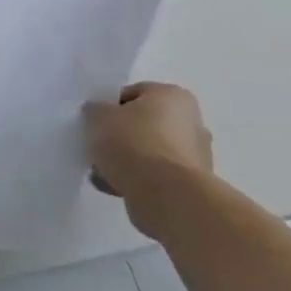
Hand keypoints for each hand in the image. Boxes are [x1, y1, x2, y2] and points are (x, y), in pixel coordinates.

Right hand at [85, 83, 213, 235]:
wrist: (166, 196)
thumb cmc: (133, 143)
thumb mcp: (98, 116)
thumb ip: (95, 110)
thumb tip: (99, 114)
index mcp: (173, 96)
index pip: (132, 94)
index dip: (109, 107)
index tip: (94, 123)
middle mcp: (191, 122)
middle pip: (143, 124)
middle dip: (119, 135)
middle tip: (97, 146)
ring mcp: (195, 156)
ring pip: (148, 152)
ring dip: (126, 160)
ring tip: (102, 171)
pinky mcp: (191, 186)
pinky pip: (155, 176)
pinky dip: (136, 180)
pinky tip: (114, 187)